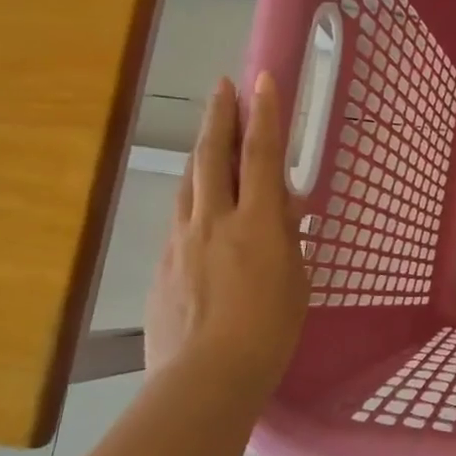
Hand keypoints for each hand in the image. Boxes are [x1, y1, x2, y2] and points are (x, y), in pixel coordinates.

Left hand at [144, 73, 308, 399]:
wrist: (206, 376)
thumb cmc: (270, 331)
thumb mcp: (295, 281)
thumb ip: (286, 240)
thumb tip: (283, 212)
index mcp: (257, 223)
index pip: (261, 155)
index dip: (263, 114)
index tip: (261, 79)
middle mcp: (214, 220)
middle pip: (213, 156)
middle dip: (219, 116)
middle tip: (222, 87)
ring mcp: (180, 240)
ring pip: (188, 182)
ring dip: (200, 151)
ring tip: (208, 133)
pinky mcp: (160, 265)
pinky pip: (177, 218)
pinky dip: (190, 199)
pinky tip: (196, 206)